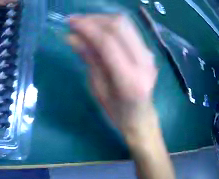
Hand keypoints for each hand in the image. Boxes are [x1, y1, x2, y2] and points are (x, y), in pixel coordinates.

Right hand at [66, 15, 158, 137]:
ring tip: (88, 25)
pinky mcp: (148, 51)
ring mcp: (148, 56)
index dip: (87, 28)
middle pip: (118, 26)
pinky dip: (112, 24)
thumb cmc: (118, 112)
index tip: (70, 23)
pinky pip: (129, 28)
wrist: (142, 119)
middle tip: (77, 22)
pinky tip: (102, 30)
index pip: (107, 43)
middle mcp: (143, 65)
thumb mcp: (98, 89)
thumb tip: (71, 36)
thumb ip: (89, 59)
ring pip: (125, 23)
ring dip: (103, 19)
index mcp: (129, 81)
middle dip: (94, 19)